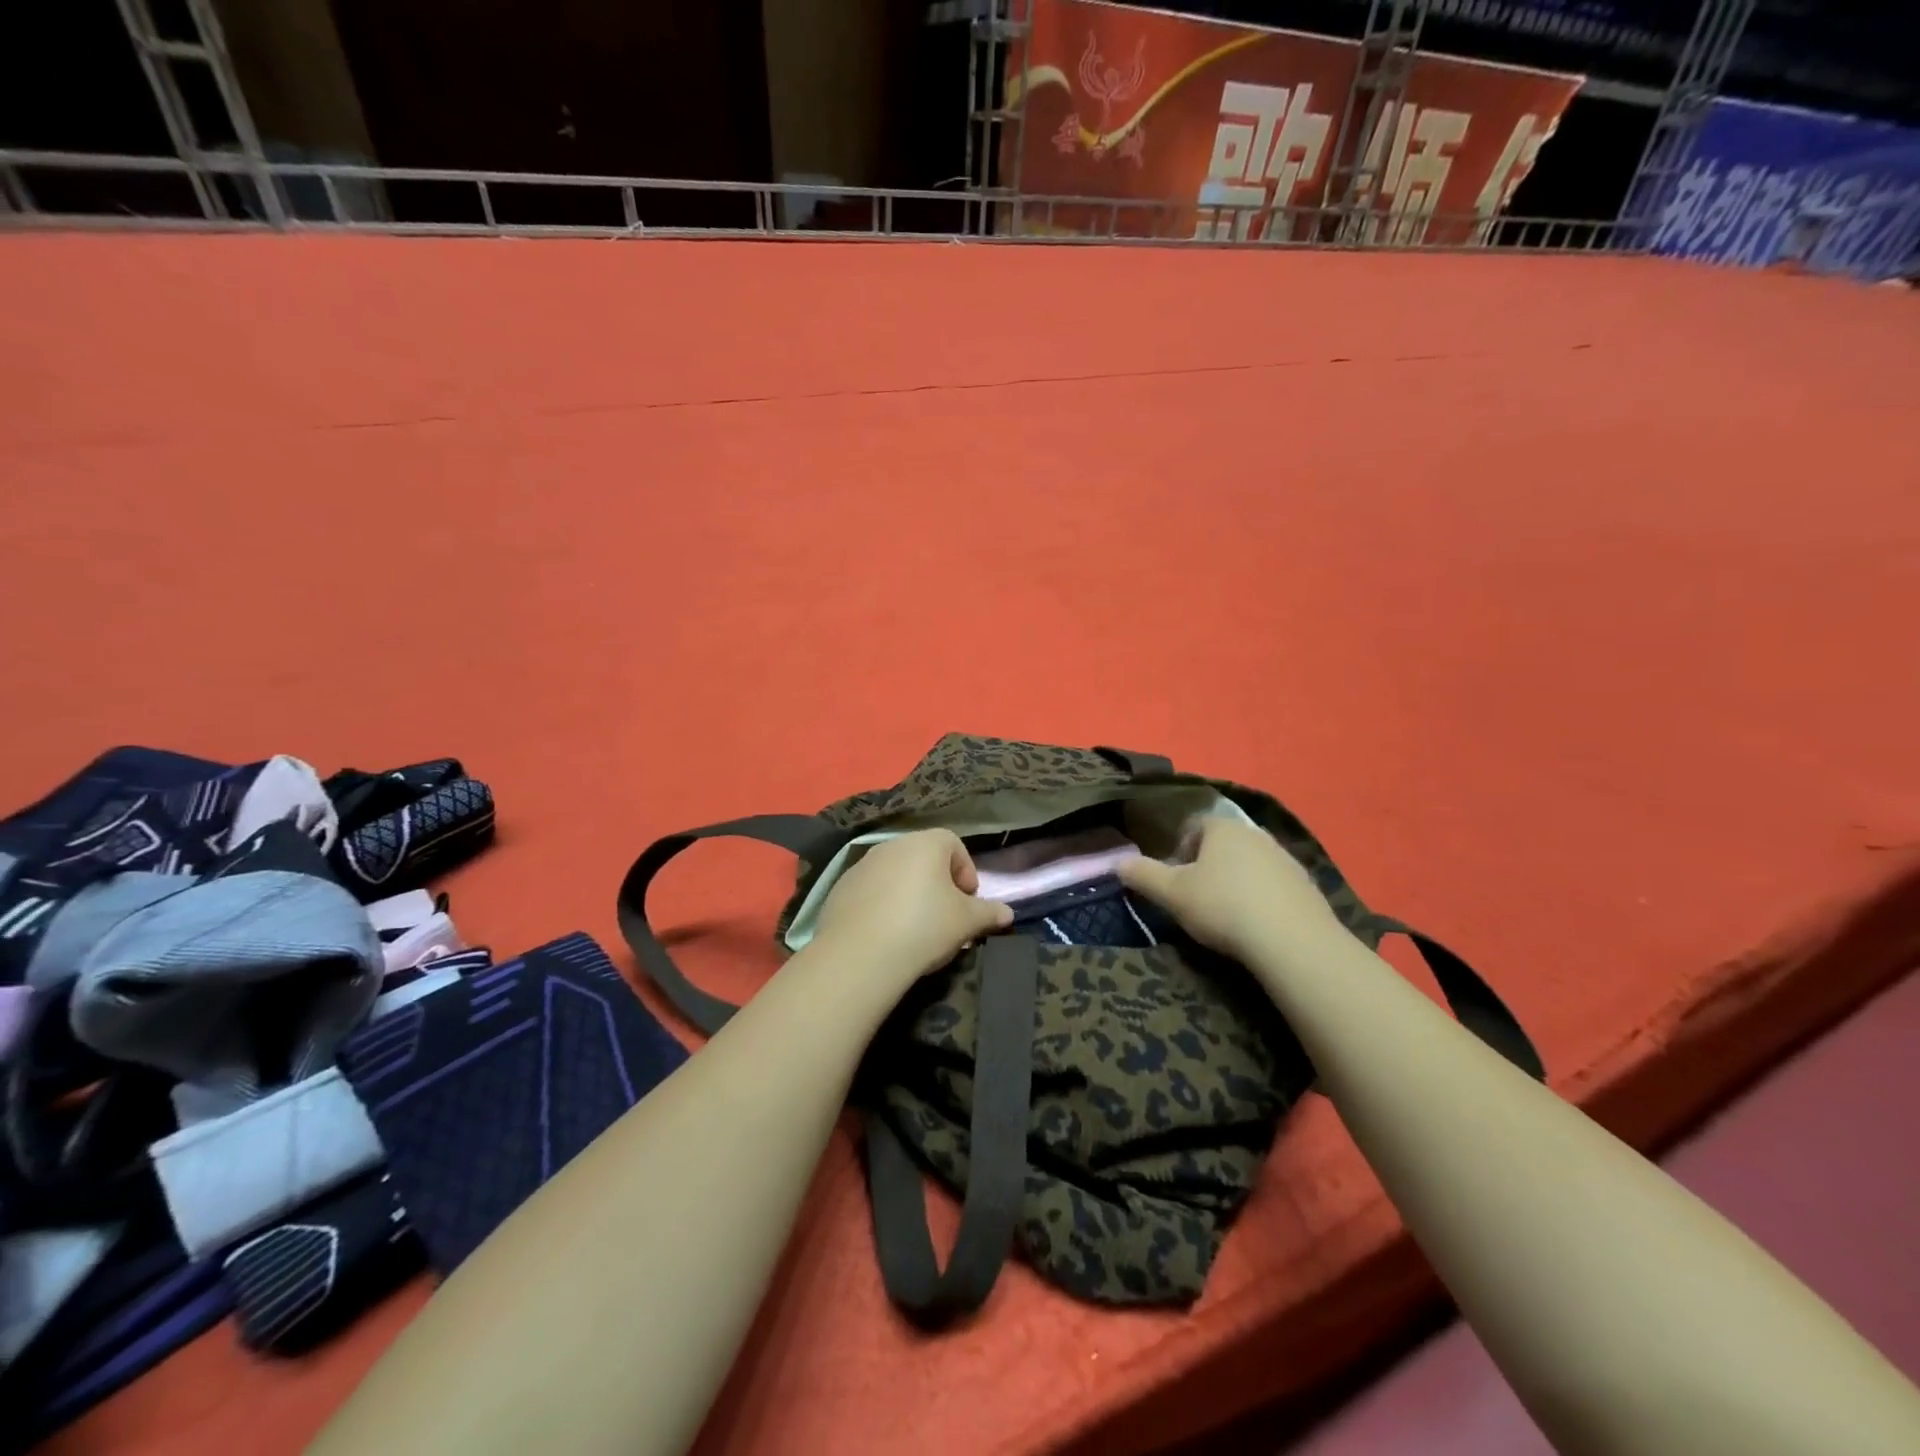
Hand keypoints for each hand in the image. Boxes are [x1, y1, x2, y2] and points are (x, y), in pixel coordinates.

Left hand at [811, 830, 1013, 984]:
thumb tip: (1007, 913)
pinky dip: (882, 906)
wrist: (860, 954)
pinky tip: (885, 935)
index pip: (954, 845)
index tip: (968, 901)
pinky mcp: (840, 889)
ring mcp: (862, 865)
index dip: (966, 872)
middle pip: (923, 858)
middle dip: (937, 884)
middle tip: (945, 917)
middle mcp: (892, 845)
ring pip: (895, 875)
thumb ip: (989, 913)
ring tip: (914, 930)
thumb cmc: (924, 926)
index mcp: (926, 843)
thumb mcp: (967, 922)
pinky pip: (871, 892)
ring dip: (908, 894)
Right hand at [1118, 816, 1347, 966]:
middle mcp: (1256, 834)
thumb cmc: (1223, 907)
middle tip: (1197, 898)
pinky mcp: (1307, 885)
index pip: (1195, 827)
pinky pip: (1274, 885)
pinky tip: (1256, 924)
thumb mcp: (1172, 894)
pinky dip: (1262, 898)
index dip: (1180, 851)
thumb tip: (1118, 862)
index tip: (1175, 880)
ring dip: (1237, 882)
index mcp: (1222, 828)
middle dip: (1209, 866)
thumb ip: (1143, 875)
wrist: (1292, 941)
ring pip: (1250, 864)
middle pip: (1224, 844)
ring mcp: (1286, 858)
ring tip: (1227, 914)